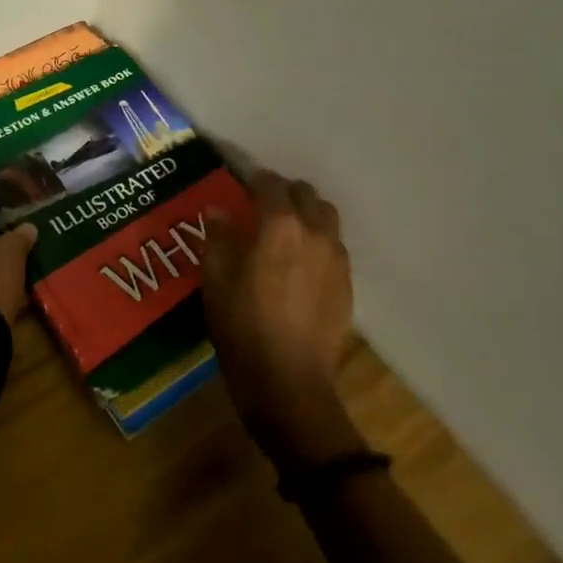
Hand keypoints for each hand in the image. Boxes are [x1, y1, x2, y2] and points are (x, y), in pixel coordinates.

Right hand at [204, 172, 361, 468]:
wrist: (288, 383)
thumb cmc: (242, 326)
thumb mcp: (215, 279)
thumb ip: (218, 237)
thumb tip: (219, 212)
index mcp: (280, 225)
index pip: (271, 184)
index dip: (255, 179)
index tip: (242, 183)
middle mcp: (314, 233)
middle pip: (306, 194)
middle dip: (284, 193)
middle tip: (263, 205)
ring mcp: (336, 259)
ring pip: (327, 217)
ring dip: (307, 213)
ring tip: (287, 230)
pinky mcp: (347, 285)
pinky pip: (335, 247)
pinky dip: (319, 241)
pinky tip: (301, 263)